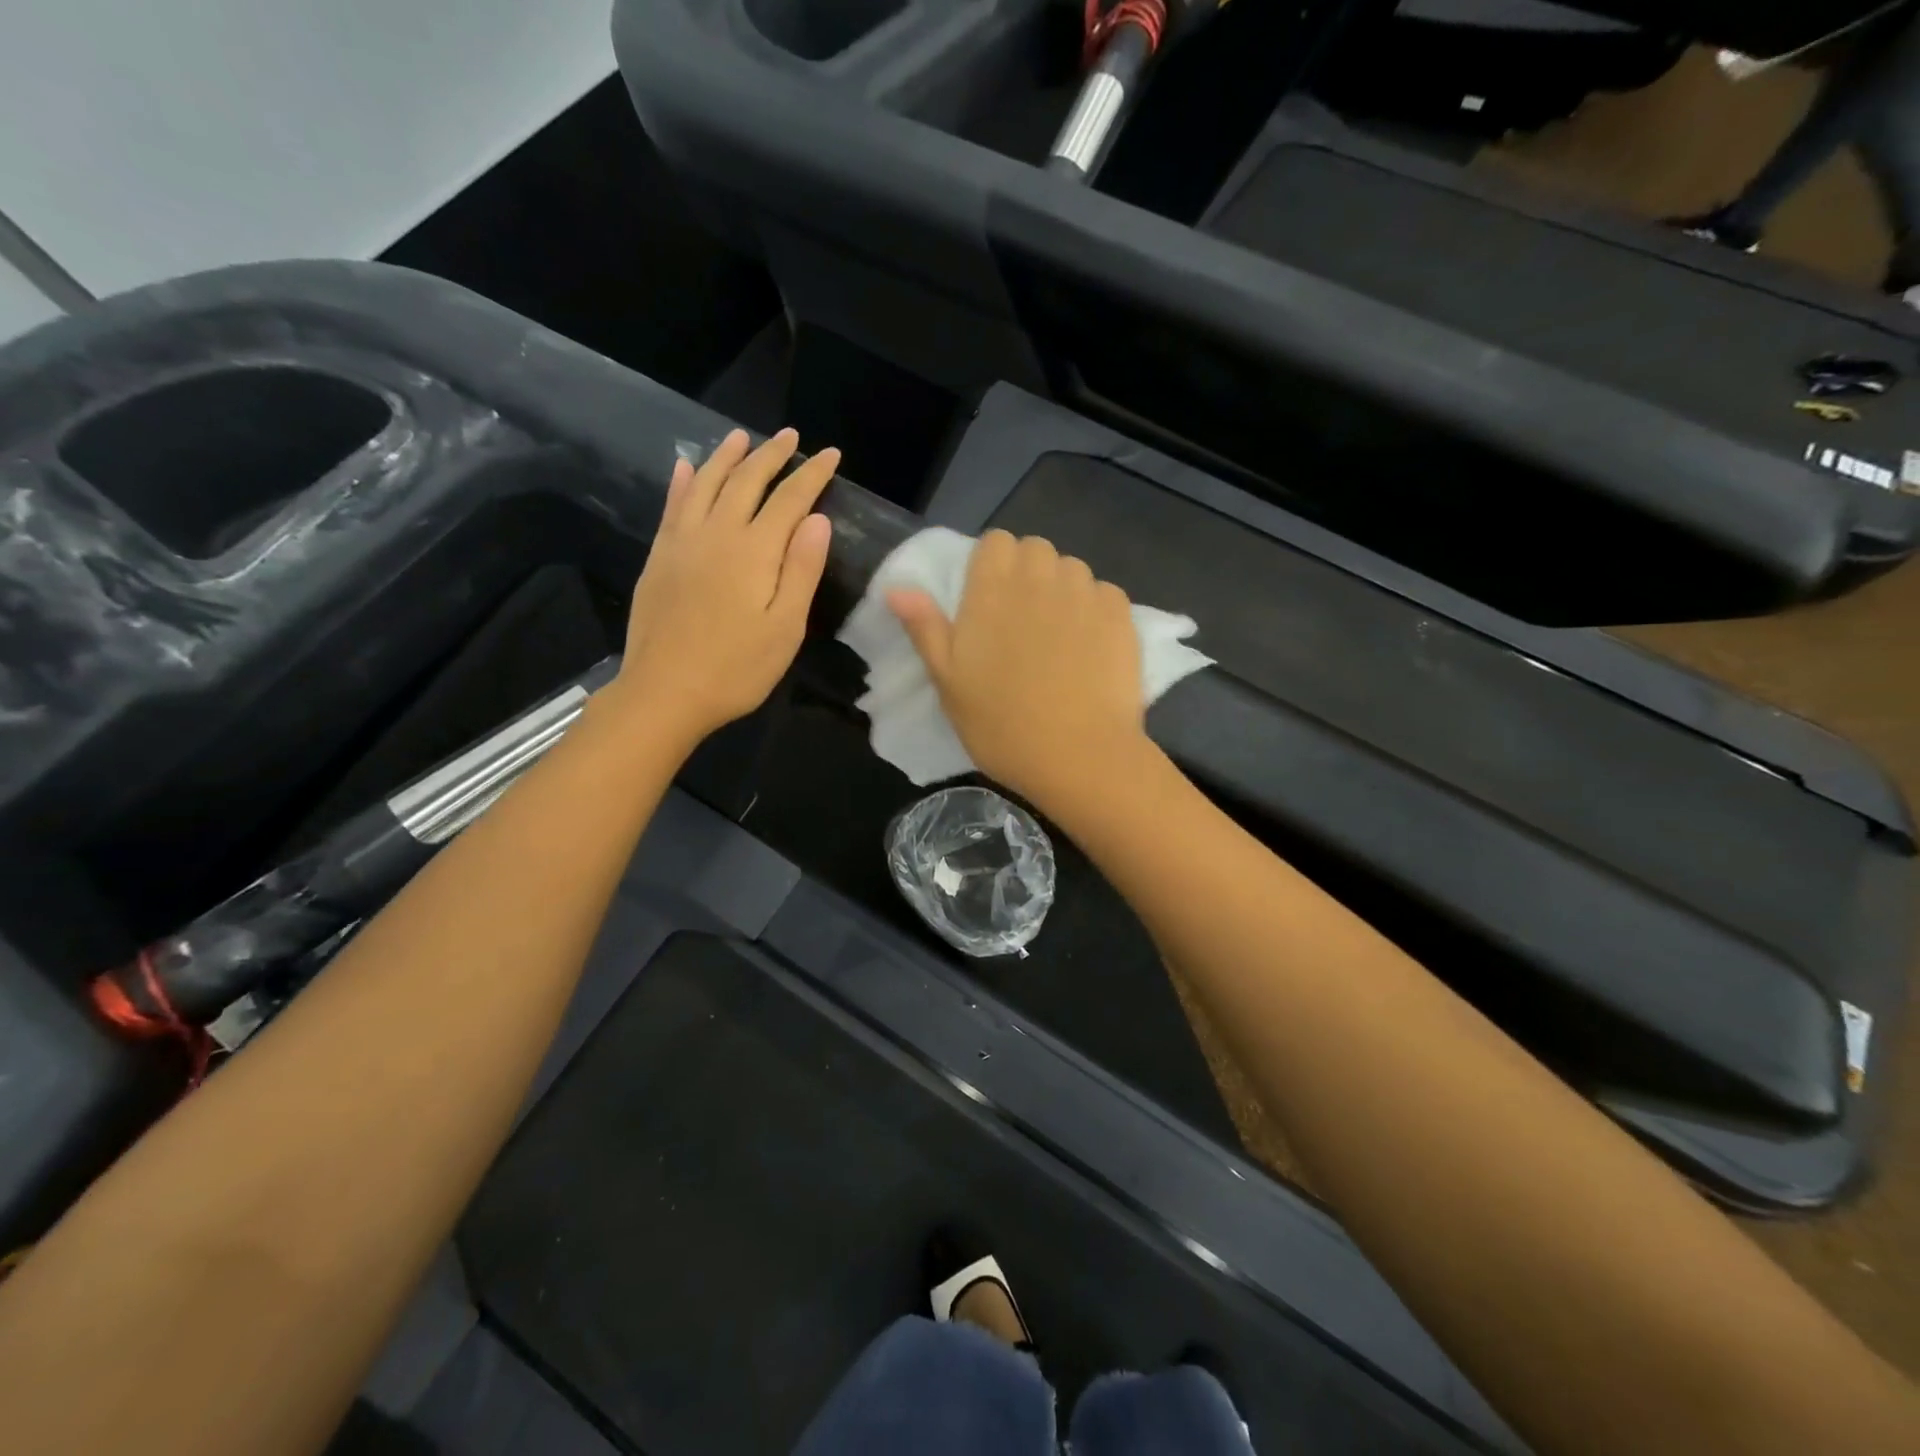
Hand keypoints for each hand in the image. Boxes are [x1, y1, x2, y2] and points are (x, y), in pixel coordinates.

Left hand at [613, 428, 836, 747]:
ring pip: (705, 483)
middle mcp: (717, 533)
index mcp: (755, 550)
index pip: (790, 499)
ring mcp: (682, 542)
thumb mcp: (786, 627)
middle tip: (790, 437)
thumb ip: (802, 569)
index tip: (830, 455)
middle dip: (771, 455)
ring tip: (742, 438)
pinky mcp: (660, 557)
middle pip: (746, 481)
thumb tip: (818, 519)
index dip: (812, 474)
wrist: (666, 691)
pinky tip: (686, 467)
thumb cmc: (737, 667)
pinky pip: (672, 505)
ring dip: (727, 457)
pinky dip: (682, 481)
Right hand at [887, 531, 1146, 804]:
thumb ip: (925, 628)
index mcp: (992, 588)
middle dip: (1027, 573)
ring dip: (1062, 589)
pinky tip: (1091, 647)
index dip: (992, 565)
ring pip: (1071, 569)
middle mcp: (1040, 577)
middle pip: (1035, 549)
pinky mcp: (1121, 615)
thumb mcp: (948, 683)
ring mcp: (1085, 593)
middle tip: (1021, 622)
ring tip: (1059, 636)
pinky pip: (1104, 593)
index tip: (988, 601)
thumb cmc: (1002, 724)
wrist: (1079, 755)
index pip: (996, 542)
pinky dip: (1096, 610)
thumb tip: (897, 588)